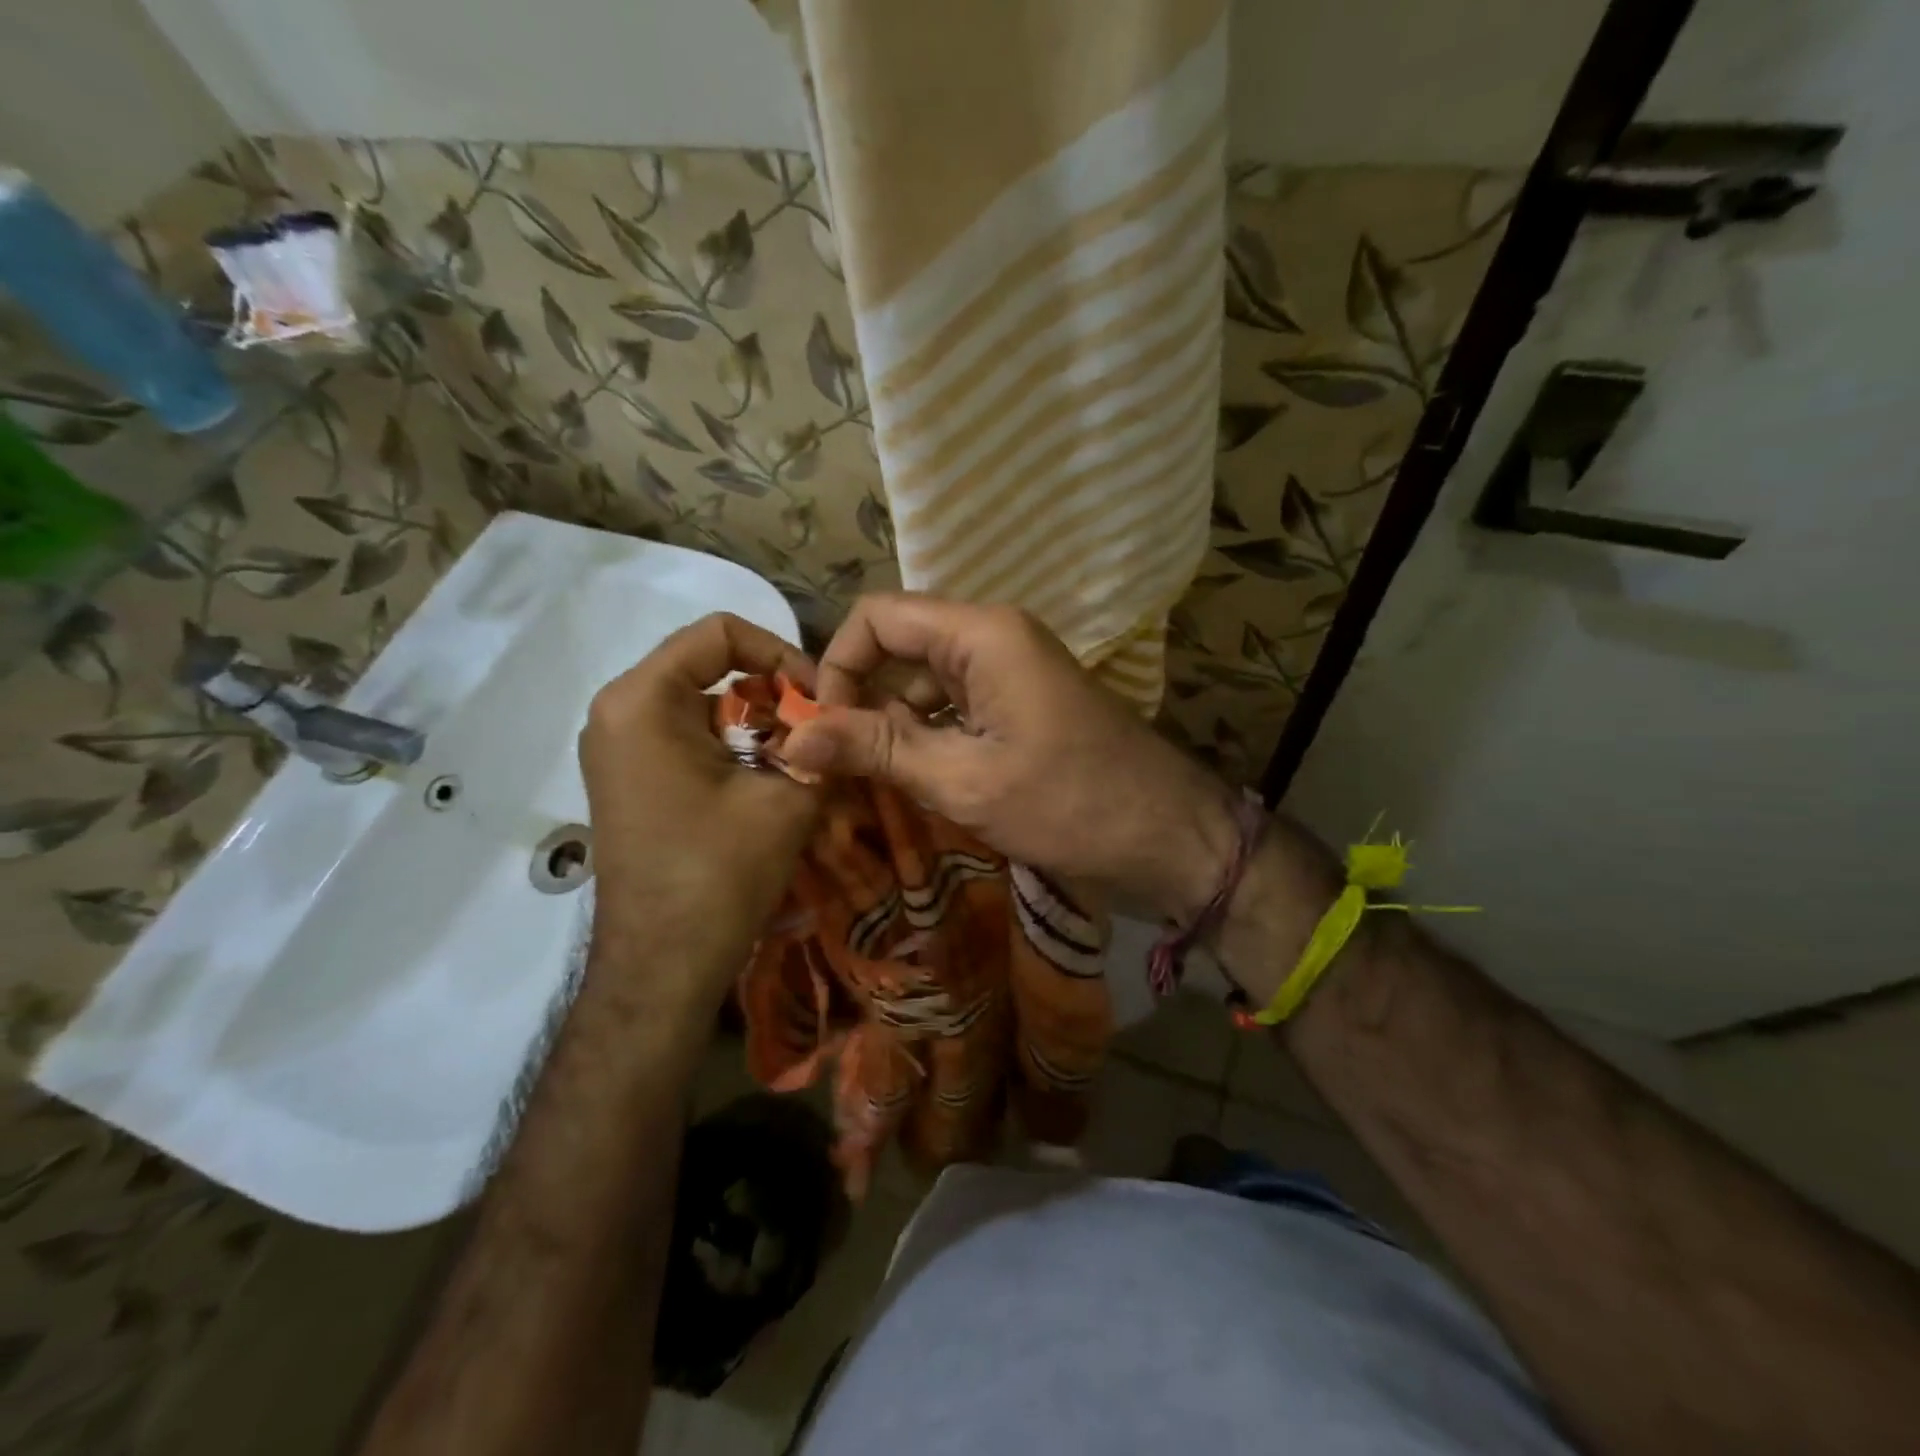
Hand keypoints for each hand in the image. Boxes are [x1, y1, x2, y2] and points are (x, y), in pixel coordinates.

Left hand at [579, 613, 818, 1000]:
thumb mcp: (788, 798)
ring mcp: (617, 746)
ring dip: (757, 721)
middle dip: (773, 692)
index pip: (721, 633)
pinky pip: (686, 735)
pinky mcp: (628, 777)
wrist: (662, 965)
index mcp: (644, 699)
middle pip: (710, 666)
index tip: (821, 697)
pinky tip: (767, 779)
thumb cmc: (719, 872)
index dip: (782, 654)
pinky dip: (732, 745)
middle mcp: (618, 710)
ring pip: (702, 703)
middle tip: (819, 728)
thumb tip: (846, 718)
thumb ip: (822, 744)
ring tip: (801, 756)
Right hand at [780, 593, 1241, 918]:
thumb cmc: (1071, 805)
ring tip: (872, 783)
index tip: (825, 732)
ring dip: (892, 726)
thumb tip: (792, 738)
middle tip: (838, 767)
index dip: (838, 667)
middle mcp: (994, 639)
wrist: (1171, 839)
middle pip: (899, 647)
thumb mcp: (965, 780)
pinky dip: (926, 738)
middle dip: (861, 700)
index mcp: (982, 634)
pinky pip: (954, 708)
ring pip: (924, 683)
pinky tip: (915, 782)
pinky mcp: (1021, 707)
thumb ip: (876, 750)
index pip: (877, 617)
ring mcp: (1011, 673)